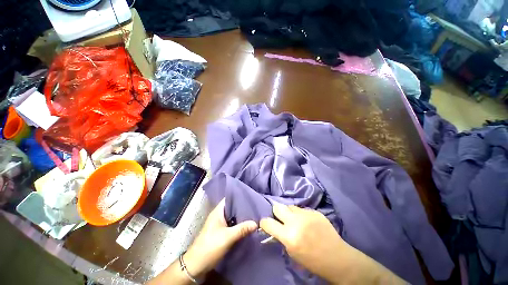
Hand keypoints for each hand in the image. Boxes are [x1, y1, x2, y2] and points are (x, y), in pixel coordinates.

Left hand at [184, 199, 257, 277]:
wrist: (196, 265)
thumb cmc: (210, 246)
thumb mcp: (227, 237)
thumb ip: (242, 229)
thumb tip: (256, 223)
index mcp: (217, 212)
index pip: (228, 198)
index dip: (238, 196)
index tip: (249, 196)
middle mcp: (218, 216)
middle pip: (231, 207)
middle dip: (241, 207)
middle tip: (254, 206)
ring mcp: (218, 224)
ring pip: (232, 217)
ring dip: (240, 216)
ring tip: (252, 214)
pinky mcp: (220, 232)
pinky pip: (231, 224)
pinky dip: (238, 224)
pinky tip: (246, 225)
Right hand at [260, 203, 345, 277]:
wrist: (337, 258)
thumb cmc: (312, 261)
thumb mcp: (292, 253)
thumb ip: (282, 237)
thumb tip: (275, 227)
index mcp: (289, 236)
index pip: (268, 222)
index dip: (264, 222)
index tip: (265, 223)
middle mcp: (296, 222)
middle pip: (278, 207)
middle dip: (276, 212)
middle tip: (280, 218)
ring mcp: (306, 214)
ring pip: (290, 206)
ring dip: (289, 213)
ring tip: (295, 220)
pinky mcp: (314, 211)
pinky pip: (302, 209)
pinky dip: (301, 215)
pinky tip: (307, 222)